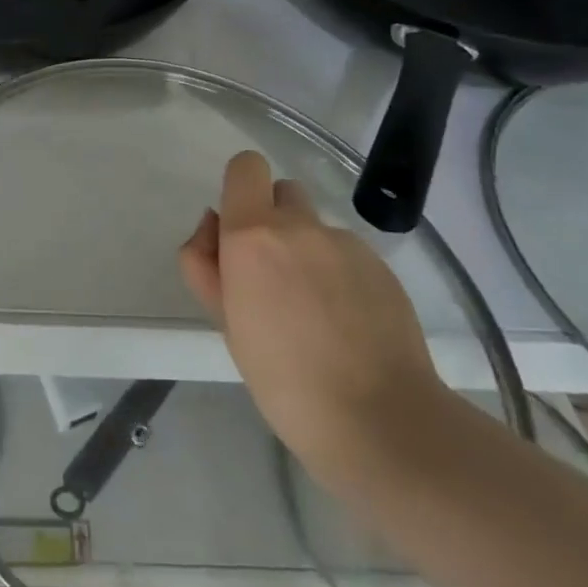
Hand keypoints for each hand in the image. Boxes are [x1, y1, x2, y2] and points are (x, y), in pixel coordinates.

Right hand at [179, 150, 443, 479]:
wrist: (378, 419)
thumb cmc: (282, 378)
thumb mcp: (224, 321)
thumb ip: (205, 263)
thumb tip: (213, 225)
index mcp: (252, 235)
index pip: (246, 167)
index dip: (240, 189)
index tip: (238, 232)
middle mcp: (300, 226)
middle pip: (282, 192)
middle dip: (272, 221)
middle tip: (271, 277)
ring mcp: (347, 244)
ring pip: (315, 227)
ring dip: (306, 250)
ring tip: (312, 310)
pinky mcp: (382, 266)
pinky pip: (347, 254)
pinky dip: (339, 274)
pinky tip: (346, 323)